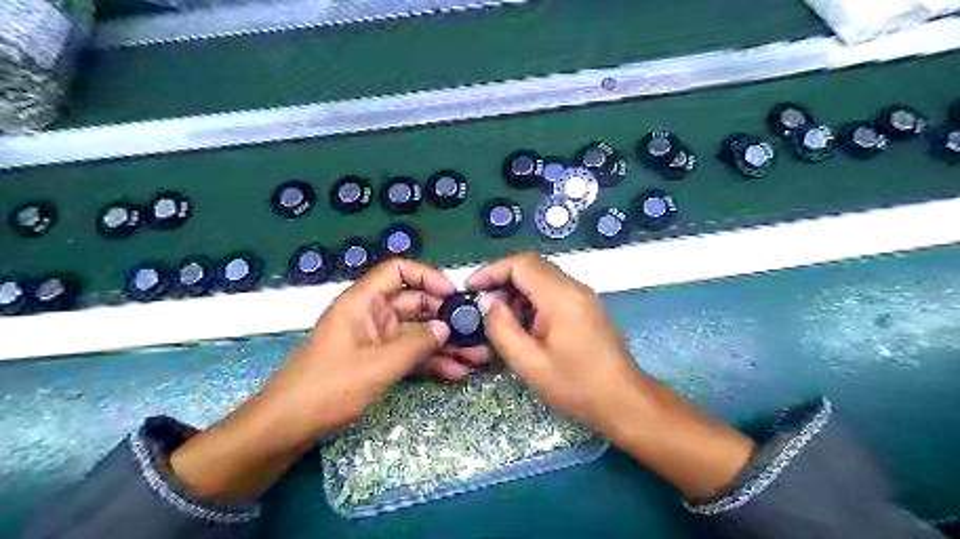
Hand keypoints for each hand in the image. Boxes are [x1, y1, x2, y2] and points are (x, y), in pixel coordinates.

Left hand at [169, 259, 483, 502]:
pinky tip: (456, 373)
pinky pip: (410, 355)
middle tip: (476, 332)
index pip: (398, 271)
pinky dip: (431, 362)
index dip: (428, 276)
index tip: (453, 295)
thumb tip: (447, 327)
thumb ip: (417, 343)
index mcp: (363, 302)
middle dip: (446, 318)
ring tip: (475, 358)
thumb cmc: (328, 388)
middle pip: (415, 304)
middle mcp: (372, 315)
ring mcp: (376, 340)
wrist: (287, 428)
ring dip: (445, 344)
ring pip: (417, 333)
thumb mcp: (378, 365)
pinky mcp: (378, 362)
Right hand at [470, 252, 752, 500]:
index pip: (521, 263)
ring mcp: (582, 295)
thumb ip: (502, 328)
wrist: (623, 400)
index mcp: (561, 296)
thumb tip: (487, 301)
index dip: (492, 271)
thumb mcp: (529, 363)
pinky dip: (532, 299)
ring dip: (517, 291)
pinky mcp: (585, 306)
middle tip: (482, 305)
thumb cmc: (576, 385)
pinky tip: (524, 325)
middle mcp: (574, 287)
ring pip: (542, 277)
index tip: (471, 289)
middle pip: (532, 266)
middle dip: (502, 280)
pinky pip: (553, 290)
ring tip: (500, 318)